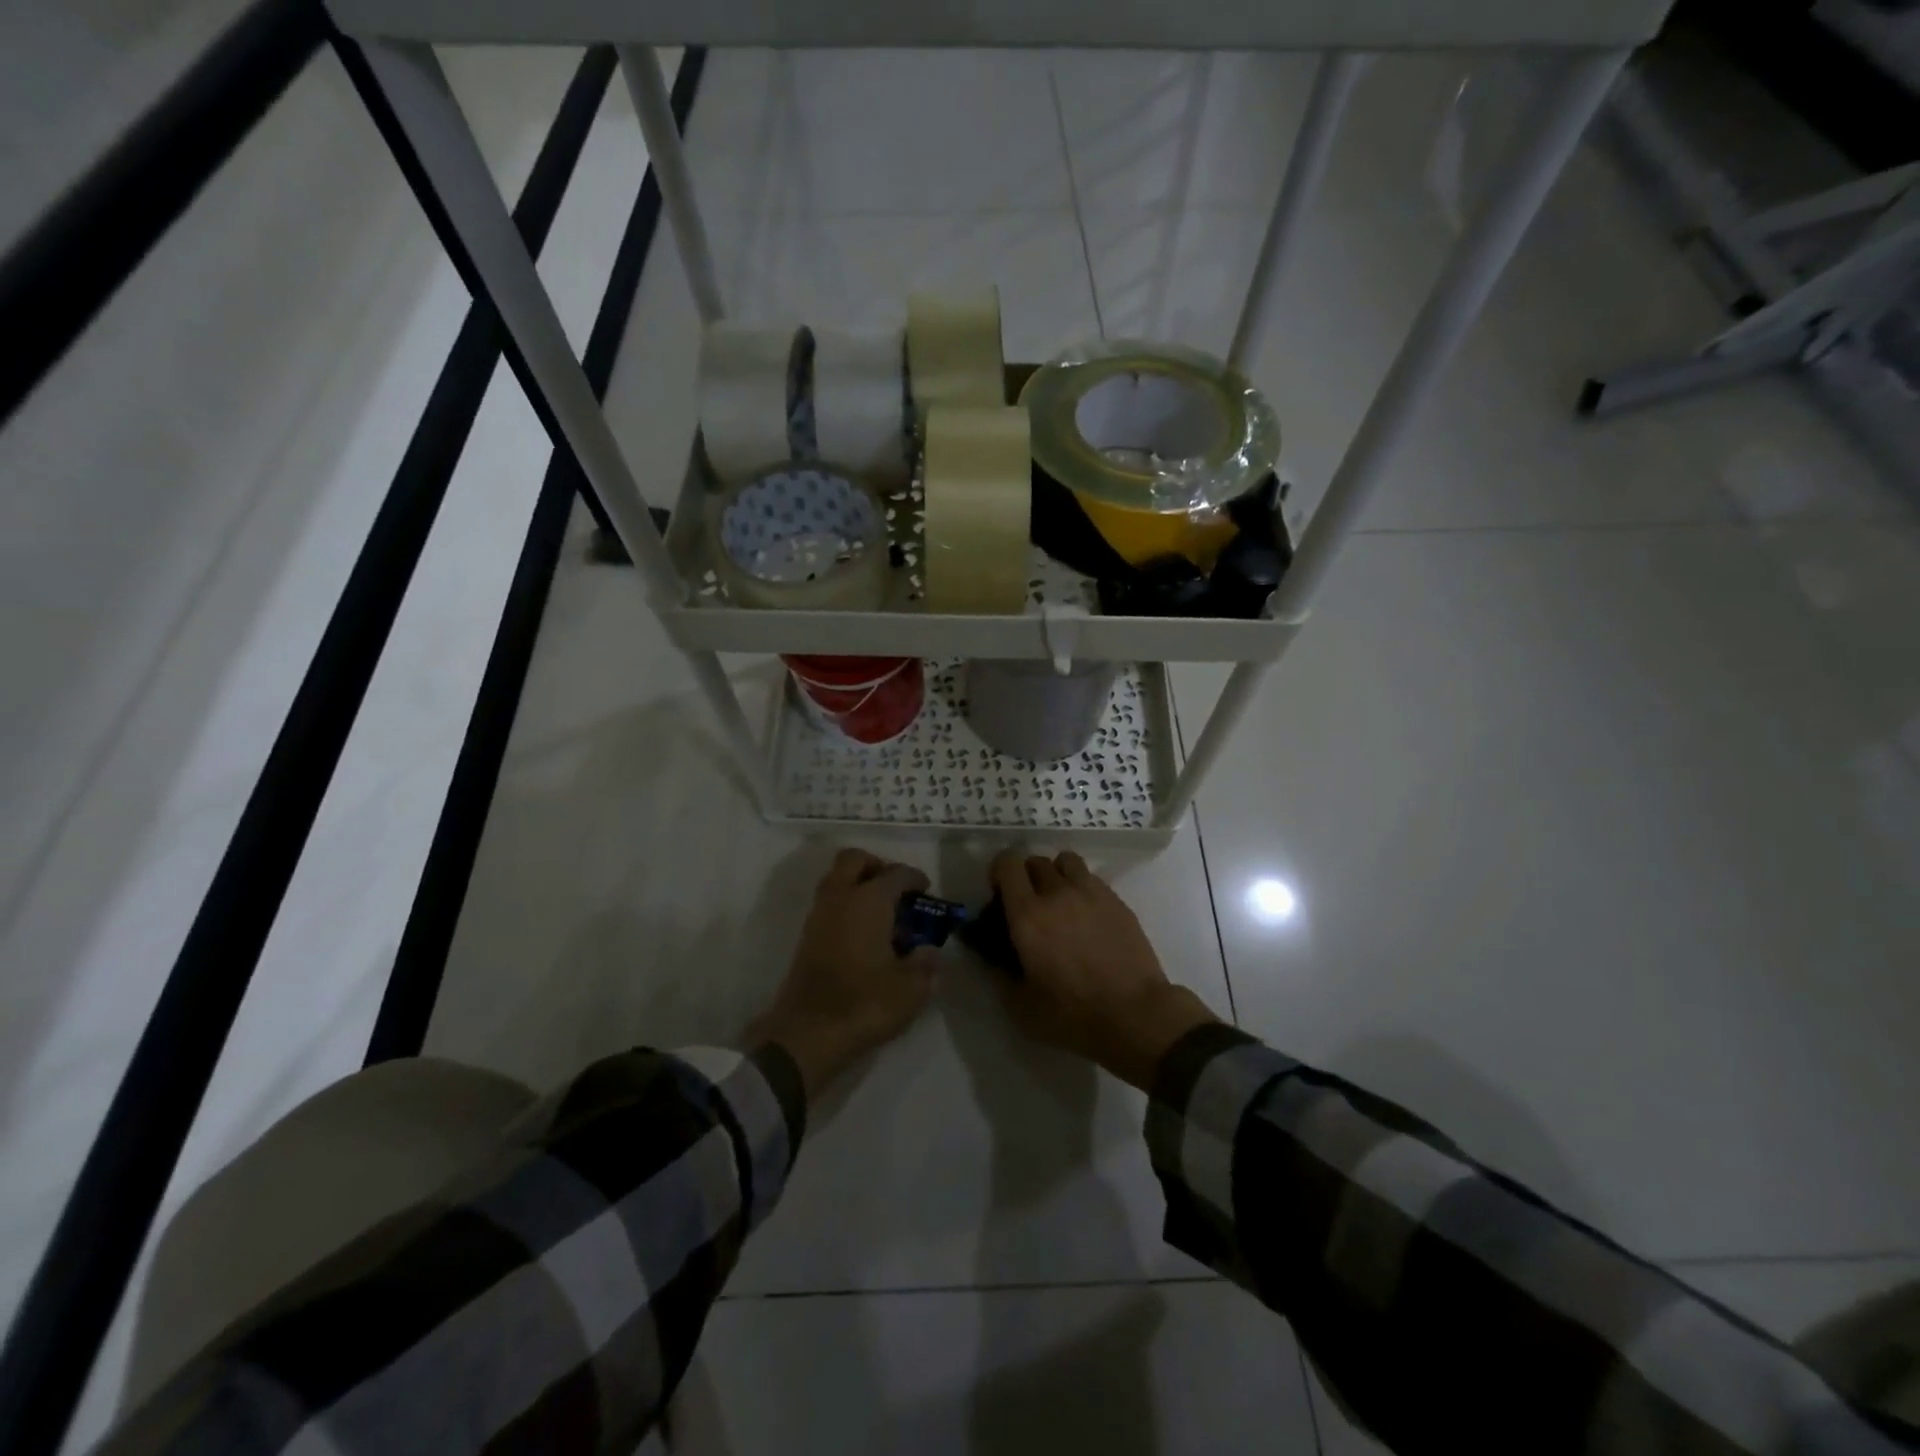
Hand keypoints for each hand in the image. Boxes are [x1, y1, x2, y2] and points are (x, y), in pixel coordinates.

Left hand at [749, 849, 938, 1098]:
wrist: (808, 1032)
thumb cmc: (865, 1003)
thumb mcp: (911, 988)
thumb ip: (925, 964)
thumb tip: (930, 952)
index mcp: (870, 900)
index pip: (896, 873)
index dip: (914, 878)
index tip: (926, 890)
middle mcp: (841, 897)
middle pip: (854, 860)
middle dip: (876, 866)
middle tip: (895, 889)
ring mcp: (819, 915)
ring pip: (836, 880)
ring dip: (857, 885)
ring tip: (882, 914)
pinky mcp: (806, 936)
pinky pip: (829, 903)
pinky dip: (846, 906)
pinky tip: (863, 934)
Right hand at [991, 850, 1218, 1090]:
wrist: (1135, 1014)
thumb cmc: (1073, 1014)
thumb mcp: (1021, 1006)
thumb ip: (999, 974)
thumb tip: (989, 956)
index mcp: (1027, 915)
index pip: (1007, 864)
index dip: (999, 871)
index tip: (1000, 892)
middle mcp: (1057, 893)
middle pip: (1035, 860)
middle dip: (1027, 876)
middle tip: (1029, 903)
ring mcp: (1091, 892)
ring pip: (1066, 861)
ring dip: (1056, 874)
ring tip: (1060, 900)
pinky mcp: (1116, 900)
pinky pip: (1091, 878)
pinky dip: (1082, 887)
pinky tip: (1087, 915)